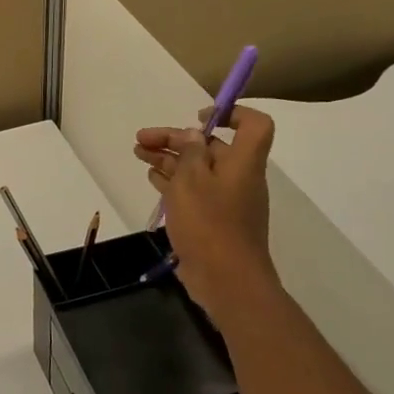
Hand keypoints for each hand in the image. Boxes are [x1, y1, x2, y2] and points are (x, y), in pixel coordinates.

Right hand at [133, 105, 280, 310]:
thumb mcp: (191, 181)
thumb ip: (190, 153)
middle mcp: (238, 177)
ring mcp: (226, 201)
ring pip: (197, 170)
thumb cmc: (209, 224)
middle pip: (211, 147)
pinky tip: (152, 179)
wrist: (227, 280)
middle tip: (142, 139)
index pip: (254, 125)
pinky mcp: (212, 221)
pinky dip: (173, 182)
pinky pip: (193, 192)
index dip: (231, 113)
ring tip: (139, 154)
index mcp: (242, 162)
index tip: (198, 117)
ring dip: (170, 159)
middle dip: (176, 139)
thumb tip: (193, 135)